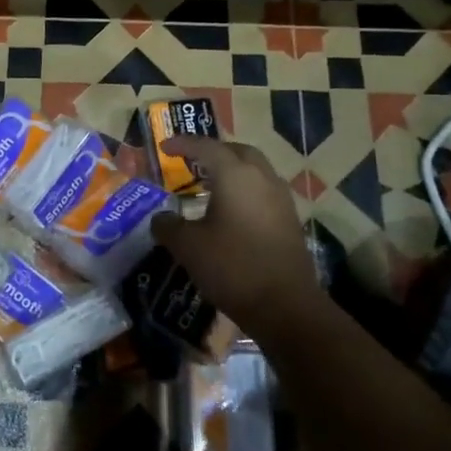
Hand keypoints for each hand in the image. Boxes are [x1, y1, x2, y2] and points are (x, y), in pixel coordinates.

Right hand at [152, 138, 323, 330]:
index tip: (164, 146)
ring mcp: (280, 199)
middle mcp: (262, 178)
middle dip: (214, 151)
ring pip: (255, 171)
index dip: (183, 144)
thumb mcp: (188, 247)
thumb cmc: (232, 267)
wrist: (284, 306)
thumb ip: (168, 226)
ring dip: (233, 171)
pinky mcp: (289, 220)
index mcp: (235, 175)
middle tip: (193, 162)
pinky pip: (264, 191)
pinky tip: (231, 212)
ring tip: (210, 186)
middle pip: (238, 151)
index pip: (206, 147)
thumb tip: (161, 218)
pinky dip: (245, 191)